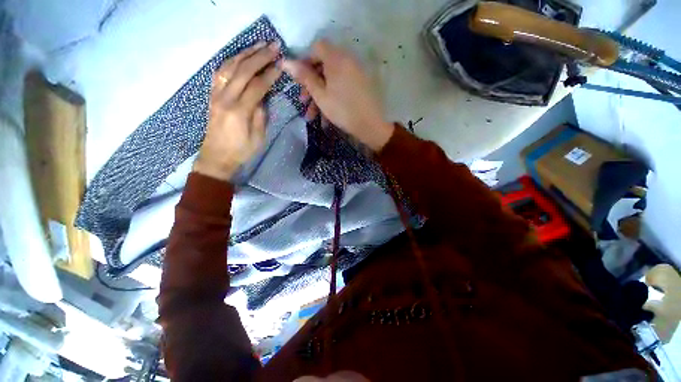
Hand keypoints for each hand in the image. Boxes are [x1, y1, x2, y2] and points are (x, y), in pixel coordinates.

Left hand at [193, 41, 281, 180]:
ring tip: (258, 45)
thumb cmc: (242, 151)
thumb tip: (263, 98)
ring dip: (244, 54)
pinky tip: (239, 56)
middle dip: (259, 57)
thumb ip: (261, 115)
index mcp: (239, 111)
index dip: (270, 74)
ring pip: (229, 67)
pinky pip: (219, 73)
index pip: (257, 86)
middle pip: (242, 70)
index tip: (281, 64)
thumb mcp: (259, 137)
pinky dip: (230, 61)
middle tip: (273, 46)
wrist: (216, 157)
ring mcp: (216, 95)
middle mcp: (225, 98)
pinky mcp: (212, 96)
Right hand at [281, 40, 393, 151]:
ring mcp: (355, 72)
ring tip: (312, 115)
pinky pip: (342, 86)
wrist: (370, 125)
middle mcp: (347, 60)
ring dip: (320, 95)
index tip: (299, 79)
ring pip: (332, 79)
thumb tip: (285, 62)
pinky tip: (326, 115)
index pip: (317, 47)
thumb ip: (304, 77)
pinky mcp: (360, 84)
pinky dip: (332, 96)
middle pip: (324, 65)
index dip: (305, 61)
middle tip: (303, 100)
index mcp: (337, 59)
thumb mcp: (320, 95)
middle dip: (311, 83)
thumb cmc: (343, 110)